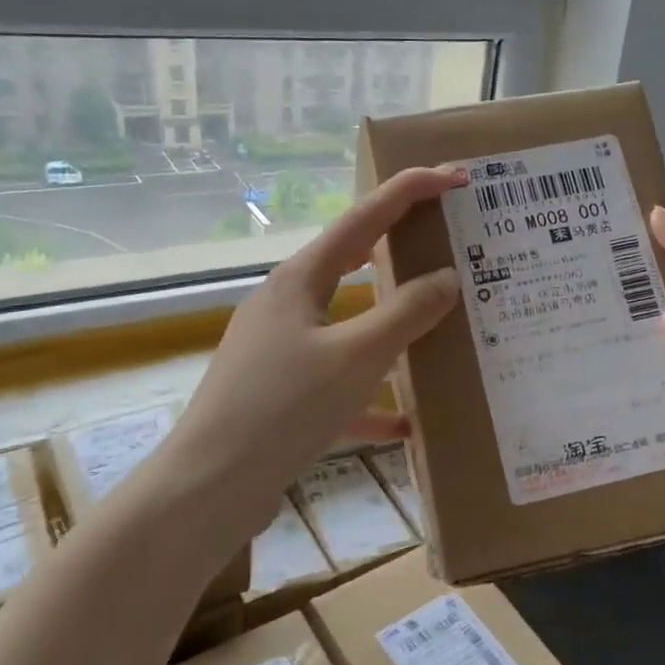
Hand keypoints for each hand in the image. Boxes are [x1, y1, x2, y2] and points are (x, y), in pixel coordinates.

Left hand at [164, 167, 465, 532]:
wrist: (209, 488)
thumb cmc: (283, 408)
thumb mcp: (355, 357)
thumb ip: (406, 314)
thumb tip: (448, 278)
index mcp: (300, 280)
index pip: (364, 218)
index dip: (410, 190)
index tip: (455, 176)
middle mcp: (287, 304)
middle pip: (353, 263)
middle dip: (400, 248)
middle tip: (449, 239)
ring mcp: (281, 350)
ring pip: (348, 324)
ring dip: (391, 324)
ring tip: (438, 322)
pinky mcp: (281, 394)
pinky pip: (337, 384)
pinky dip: (370, 397)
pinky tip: (405, 423)